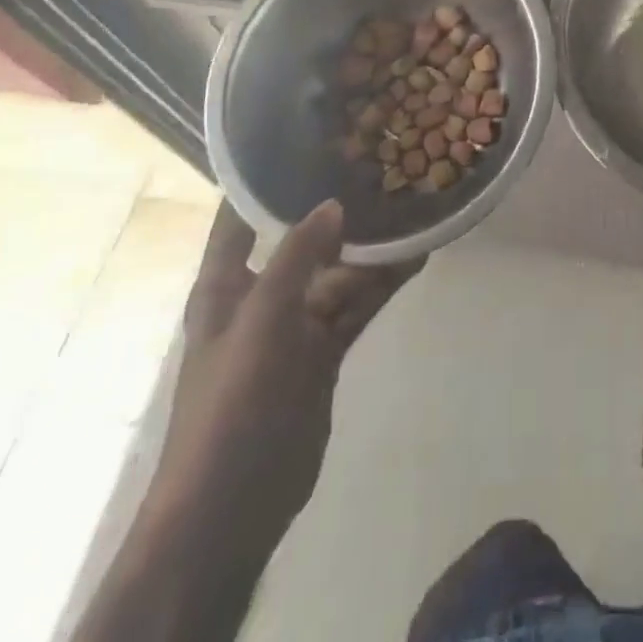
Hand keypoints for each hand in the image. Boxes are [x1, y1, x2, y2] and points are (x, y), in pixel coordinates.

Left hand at [140, 200, 420, 572]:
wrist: (233, 505)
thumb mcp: (259, 320)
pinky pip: (357, 306)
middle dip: (334, 208)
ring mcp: (295, 325)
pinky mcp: (324, 352)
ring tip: (410, 204)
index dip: (263, 179)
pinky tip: (417, 256)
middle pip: (301, 240)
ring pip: (338, 272)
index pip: (238, 216)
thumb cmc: (230, 403)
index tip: (303, 136)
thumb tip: (335, 203)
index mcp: (225, 284)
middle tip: (378, 164)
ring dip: (370, 247)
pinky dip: (383, 283)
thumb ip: (297, 258)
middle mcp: (260, 295)